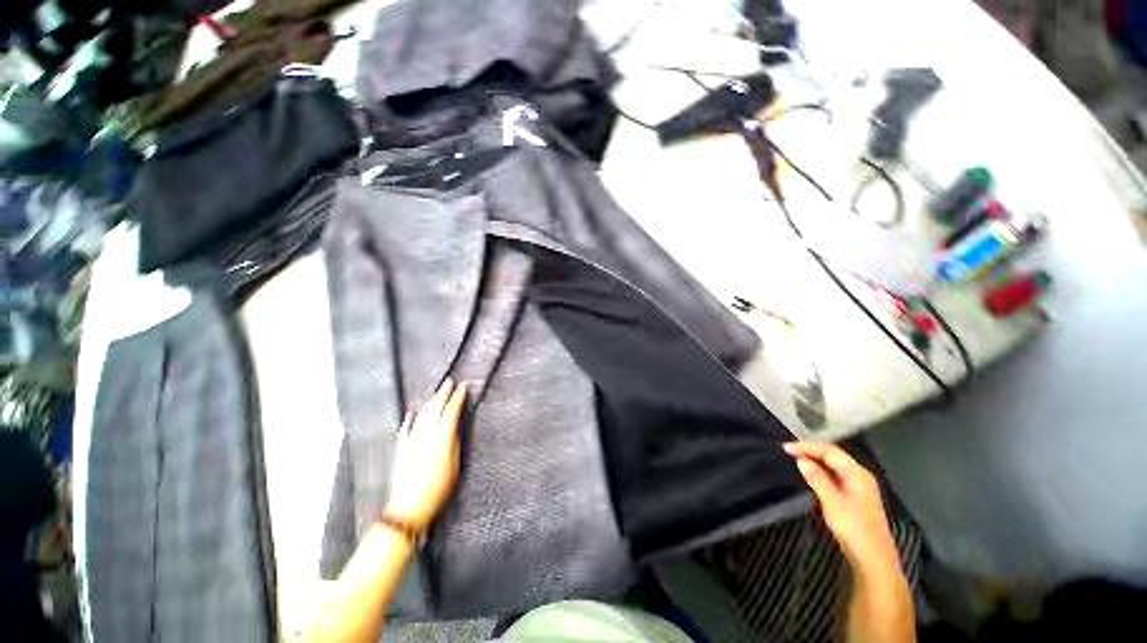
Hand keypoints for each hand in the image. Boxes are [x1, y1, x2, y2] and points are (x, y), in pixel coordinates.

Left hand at [385, 380, 465, 530]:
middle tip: (450, 382)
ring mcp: (412, 441)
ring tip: (437, 392)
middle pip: (436, 408)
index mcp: (443, 439)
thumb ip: (455, 444)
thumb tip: (455, 427)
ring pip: (422, 415)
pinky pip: (405, 428)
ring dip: (430, 401)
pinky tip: (412, 412)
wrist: (409, 507)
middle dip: (444, 393)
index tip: (463, 387)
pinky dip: (409, 419)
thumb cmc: (439, 490)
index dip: (458, 398)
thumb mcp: (455, 466)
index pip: (451, 412)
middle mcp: (427, 435)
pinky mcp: (401, 449)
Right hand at [783, 441, 898, 567]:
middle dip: (810, 451)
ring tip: (795, 460)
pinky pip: (834, 476)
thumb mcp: (832, 502)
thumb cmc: (855, 530)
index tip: (785, 448)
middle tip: (788, 451)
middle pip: (833, 455)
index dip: (807, 447)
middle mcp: (860, 476)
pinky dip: (820, 472)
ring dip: (814, 461)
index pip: (830, 451)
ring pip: (833, 466)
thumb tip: (801, 460)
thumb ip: (817, 479)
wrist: (874, 560)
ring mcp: (858, 487)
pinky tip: (810, 475)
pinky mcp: (854, 497)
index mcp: (858, 474)